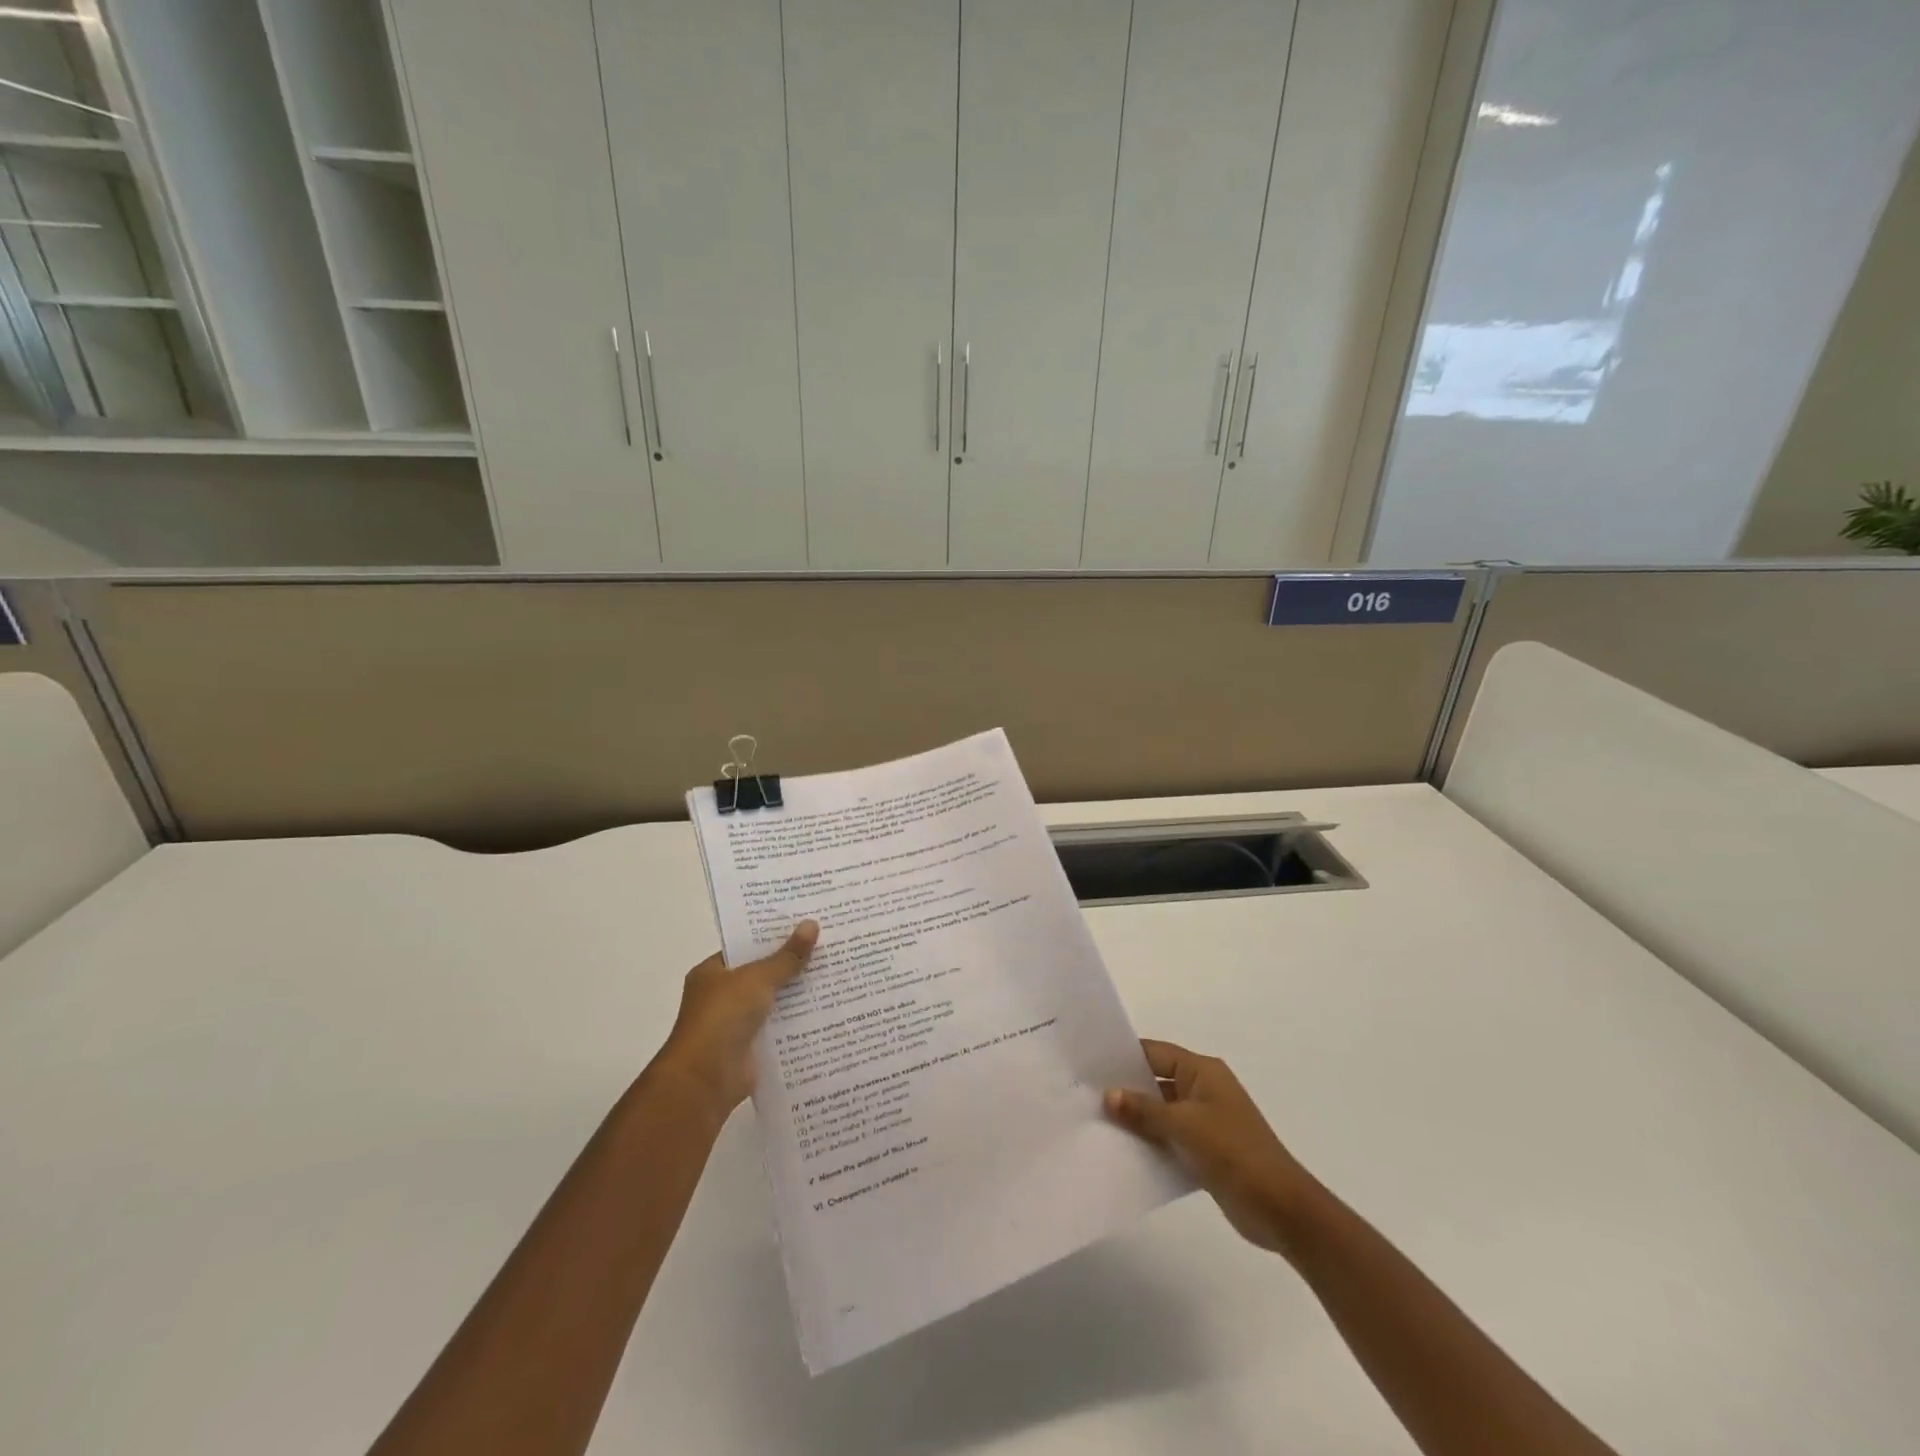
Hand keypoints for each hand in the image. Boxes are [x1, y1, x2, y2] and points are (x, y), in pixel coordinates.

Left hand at [651, 922, 817, 1118]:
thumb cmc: (723, 1018)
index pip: (745, 946)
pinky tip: (826, 1010)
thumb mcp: (757, 978)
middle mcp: (721, 996)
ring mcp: (735, 1023)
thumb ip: (786, 956)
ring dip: (797, 993)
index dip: (773, 935)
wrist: (706, 1080)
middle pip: (762, 973)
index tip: (804, 924)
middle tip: (828, 945)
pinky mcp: (751, 1048)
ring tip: (835, 973)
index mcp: (712, 972)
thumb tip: (811, 924)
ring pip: (773, 1001)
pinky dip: (797, 1021)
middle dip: (791, 963)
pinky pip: (779, 1027)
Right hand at [1105, 1038, 1318, 1256]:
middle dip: (1126, 1090)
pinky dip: (1151, 1142)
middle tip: (1086, 1095)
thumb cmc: (1234, 1152)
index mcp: (1202, 1072)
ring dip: (1137, 1120)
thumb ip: (1144, 1110)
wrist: (1281, 1208)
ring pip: (1162, 1112)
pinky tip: (1124, 1151)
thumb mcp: (1184, 1125)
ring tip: (1097, 1124)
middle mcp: (1203, 1090)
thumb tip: (1108, 1094)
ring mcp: (1206, 1121)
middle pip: (1157, 1081)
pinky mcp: (1206, 1151)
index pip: (1156, 1053)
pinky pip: (1171, 1138)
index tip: (1091, 1064)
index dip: (1126, 1057)